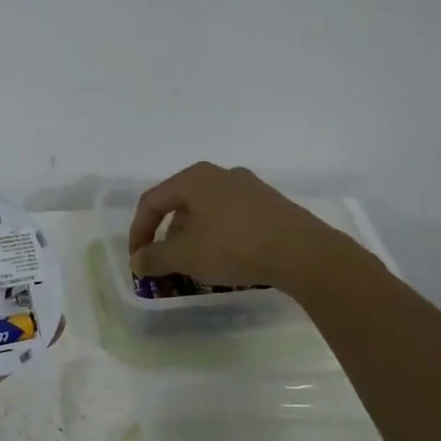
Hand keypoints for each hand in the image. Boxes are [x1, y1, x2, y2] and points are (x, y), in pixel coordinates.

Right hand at [129, 162, 353, 289]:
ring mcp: (249, 188)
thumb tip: (137, 261)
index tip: (137, 261)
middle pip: (180, 205)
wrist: (303, 253)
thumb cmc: (234, 246)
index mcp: (194, 178)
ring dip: (193, 238)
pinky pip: (231, 218)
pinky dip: (218, 237)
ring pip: (206, 212)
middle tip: (166, 263)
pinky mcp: (271, 205)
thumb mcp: (185, 256)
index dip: (138, 232)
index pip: (152, 202)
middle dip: (167, 237)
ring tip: (196, 266)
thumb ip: (154, 257)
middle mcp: (220, 175)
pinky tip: (226, 260)